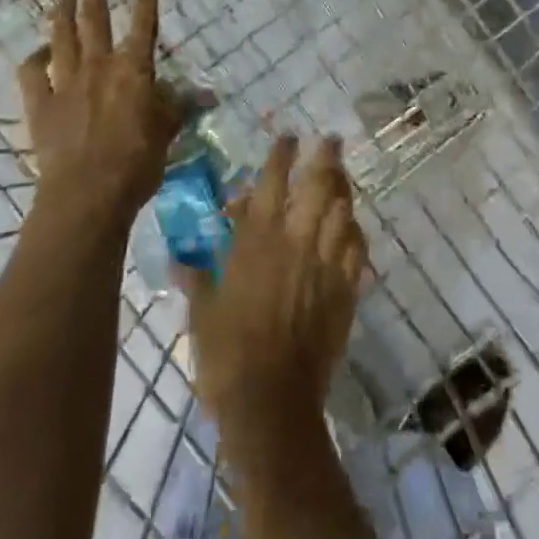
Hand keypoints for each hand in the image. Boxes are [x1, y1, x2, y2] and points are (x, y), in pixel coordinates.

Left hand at [18, 0, 180, 233]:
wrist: (88, 192)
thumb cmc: (137, 163)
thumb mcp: (167, 133)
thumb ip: (178, 107)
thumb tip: (206, 94)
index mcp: (134, 70)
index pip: (143, 26)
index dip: (145, 0)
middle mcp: (99, 66)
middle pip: (94, 21)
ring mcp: (65, 83)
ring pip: (61, 38)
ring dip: (61, 14)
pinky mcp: (40, 104)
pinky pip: (32, 73)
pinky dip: (34, 58)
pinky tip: (38, 52)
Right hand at [183, 135, 367, 461]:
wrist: (271, 401)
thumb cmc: (226, 353)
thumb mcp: (201, 311)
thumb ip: (195, 277)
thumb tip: (179, 259)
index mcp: (256, 241)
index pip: (271, 183)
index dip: (281, 155)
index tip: (288, 136)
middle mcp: (295, 242)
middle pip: (318, 187)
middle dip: (325, 158)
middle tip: (330, 139)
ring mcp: (325, 265)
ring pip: (343, 212)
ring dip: (344, 188)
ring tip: (343, 174)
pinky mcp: (345, 291)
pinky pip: (358, 250)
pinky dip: (356, 232)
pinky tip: (354, 227)